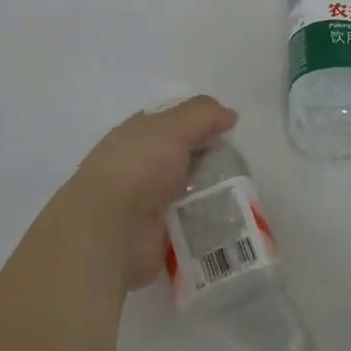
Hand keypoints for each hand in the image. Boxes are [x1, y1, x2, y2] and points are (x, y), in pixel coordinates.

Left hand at [64, 96, 238, 292]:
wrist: (109, 230)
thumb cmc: (138, 167)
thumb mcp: (173, 128)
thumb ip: (203, 115)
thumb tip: (229, 115)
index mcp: (136, 135)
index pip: (171, 122)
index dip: (198, 121)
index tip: (227, 128)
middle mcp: (140, 165)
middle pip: (183, 157)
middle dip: (210, 159)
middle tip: (241, 164)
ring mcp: (146, 202)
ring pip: (188, 191)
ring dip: (212, 193)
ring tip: (242, 194)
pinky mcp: (156, 235)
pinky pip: (189, 224)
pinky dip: (207, 223)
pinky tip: (230, 220)